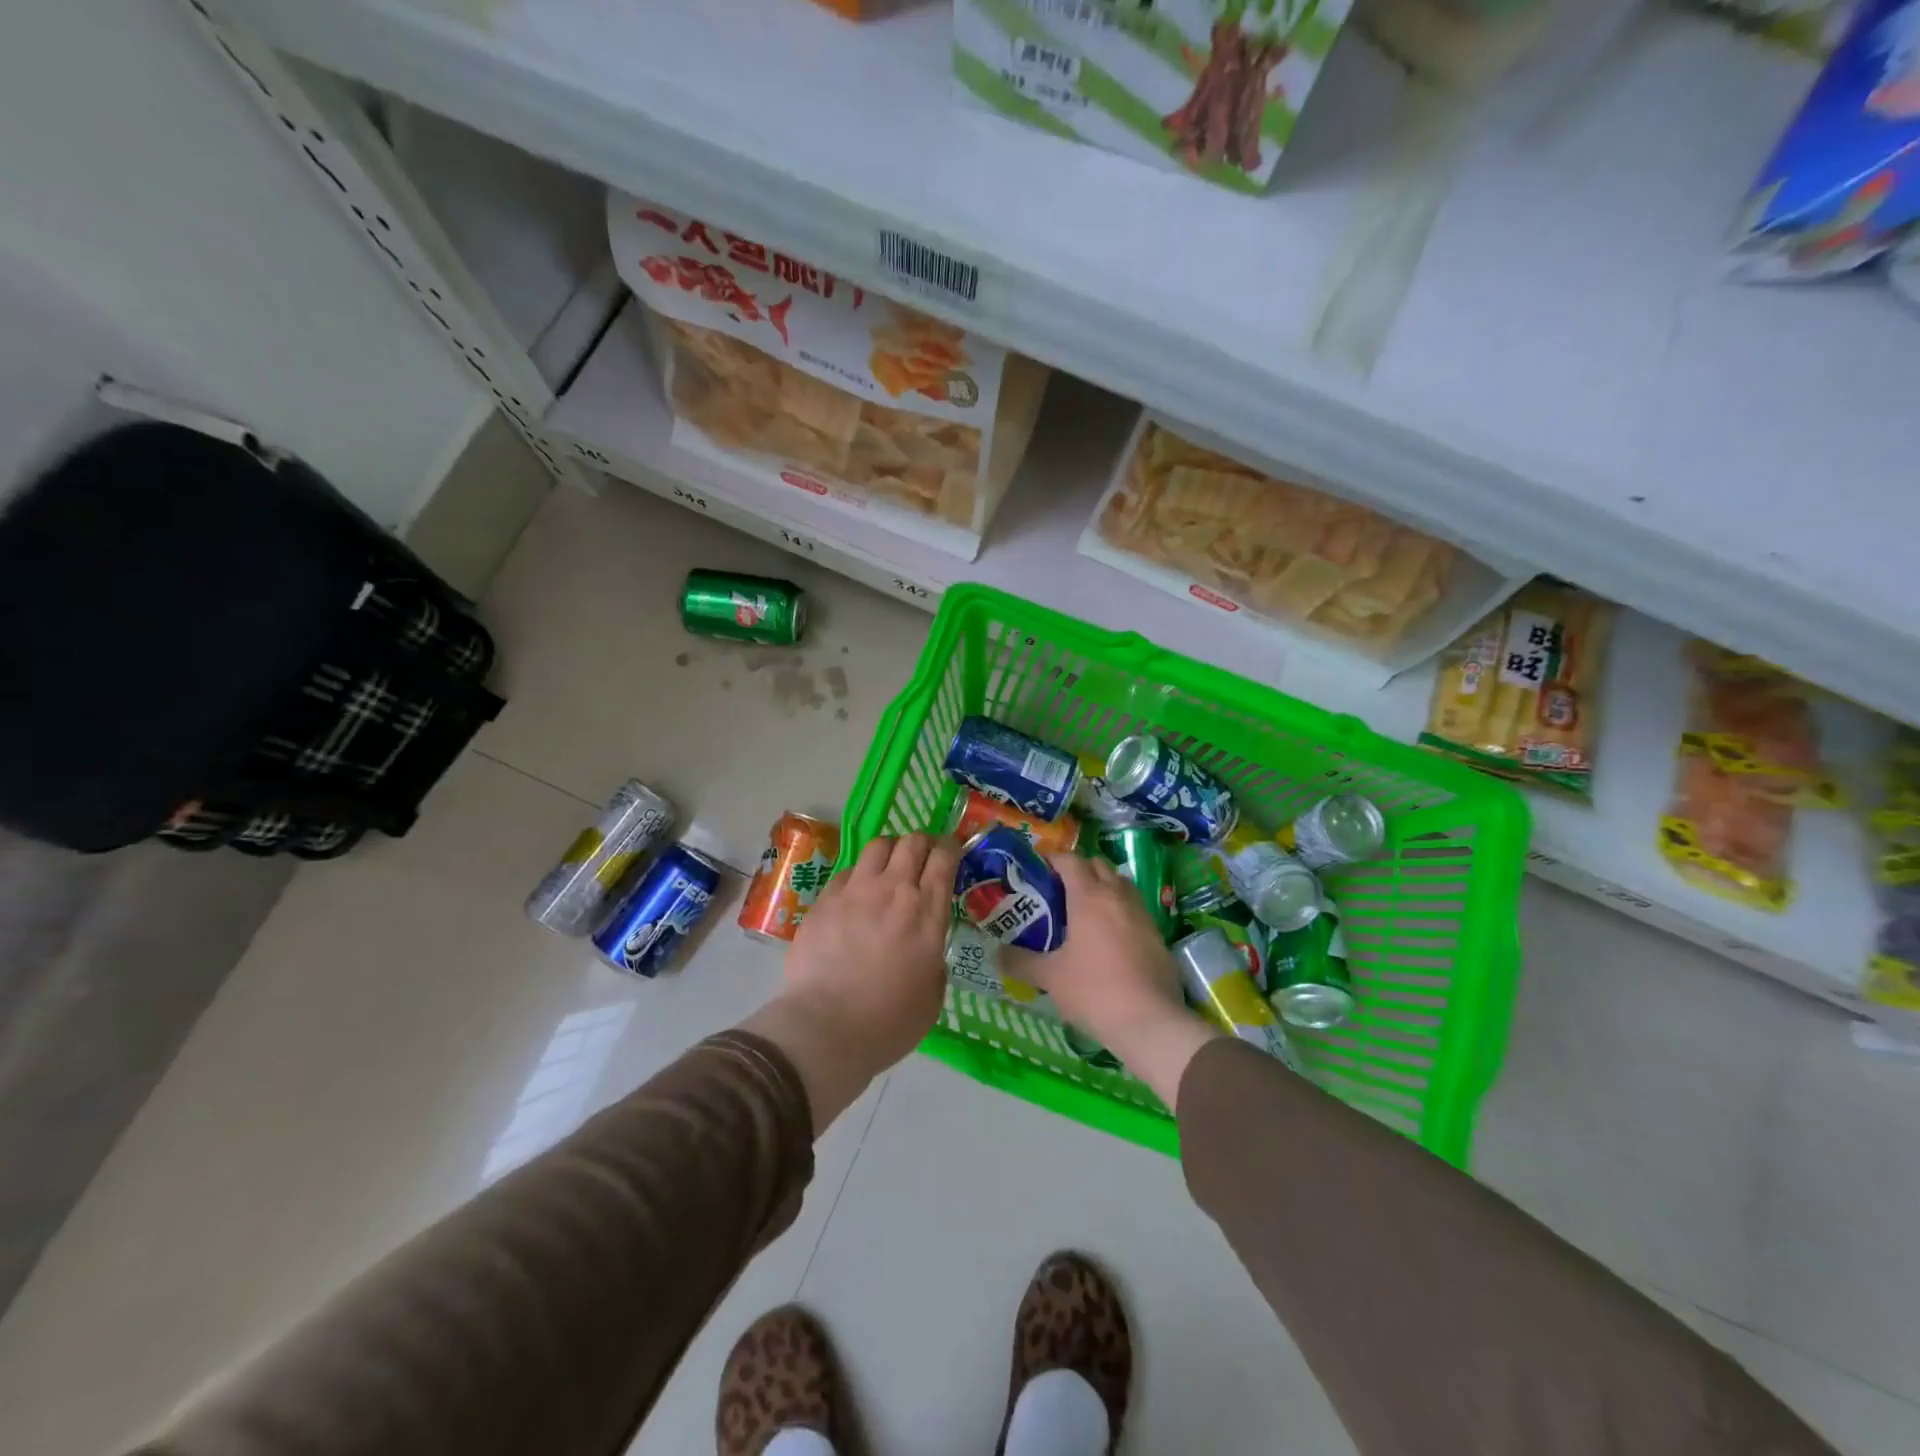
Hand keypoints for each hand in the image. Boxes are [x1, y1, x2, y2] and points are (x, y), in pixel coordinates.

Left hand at [744, 833, 958, 1131]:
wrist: (826, 1029)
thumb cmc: (889, 1021)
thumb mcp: (933, 993)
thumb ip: (934, 955)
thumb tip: (927, 943)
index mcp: (926, 912)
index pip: (944, 857)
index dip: (950, 847)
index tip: (951, 852)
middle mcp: (893, 890)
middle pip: (911, 842)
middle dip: (921, 844)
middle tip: (922, 859)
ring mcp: (854, 891)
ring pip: (877, 846)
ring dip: (889, 852)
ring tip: (887, 870)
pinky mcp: (824, 900)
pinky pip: (846, 872)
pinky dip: (858, 877)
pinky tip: (855, 897)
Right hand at [1015, 853, 1220, 1108]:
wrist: (1151, 1022)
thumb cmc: (1094, 991)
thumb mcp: (1050, 977)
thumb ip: (1020, 961)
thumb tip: (995, 953)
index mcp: (1089, 896)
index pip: (1070, 861)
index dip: (1053, 859)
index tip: (1038, 869)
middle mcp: (1118, 896)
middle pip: (1098, 866)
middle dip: (1079, 870)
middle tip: (1059, 890)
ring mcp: (1142, 914)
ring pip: (1121, 885)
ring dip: (1103, 887)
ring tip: (1084, 911)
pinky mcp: (1158, 935)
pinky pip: (1135, 909)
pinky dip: (1120, 910)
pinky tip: (1109, 937)